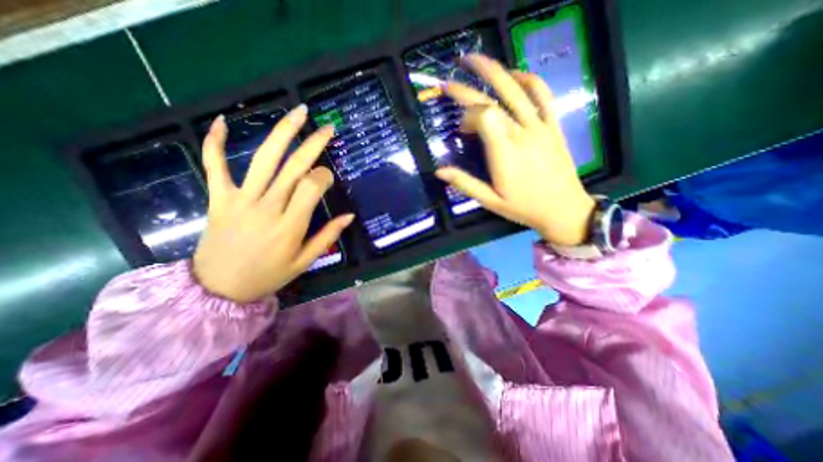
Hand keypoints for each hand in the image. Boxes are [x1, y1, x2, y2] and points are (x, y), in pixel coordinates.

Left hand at [193, 106, 354, 303]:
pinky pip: (214, 166)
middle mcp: (268, 207)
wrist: (218, 288)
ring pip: (264, 159)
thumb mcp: (304, 261)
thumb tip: (349, 216)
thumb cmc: (268, 275)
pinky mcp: (218, 198)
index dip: (324, 176)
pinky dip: (215, 142)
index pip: (312, 187)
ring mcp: (240, 199)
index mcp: (291, 225)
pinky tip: (221, 120)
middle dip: (314, 144)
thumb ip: (328, 236)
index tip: (328, 176)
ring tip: (298, 113)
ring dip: (283, 132)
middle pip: (293, 166)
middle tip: (328, 128)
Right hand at [432, 54, 594, 245]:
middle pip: (493, 101)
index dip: (467, 117)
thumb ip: (465, 184)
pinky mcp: (553, 126)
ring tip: (477, 60)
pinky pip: (544, 96)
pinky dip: (529, 80)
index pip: (483, 117)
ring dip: (495, 71)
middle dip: (468, 89)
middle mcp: (522, 134)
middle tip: (450, 80)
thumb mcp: (490, 201)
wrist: (563, 209)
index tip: (461, 129)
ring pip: (517, 90)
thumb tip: (439, 171)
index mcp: (505, 153)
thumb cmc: (523, 207)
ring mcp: (540, 127)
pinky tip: (516, 75)